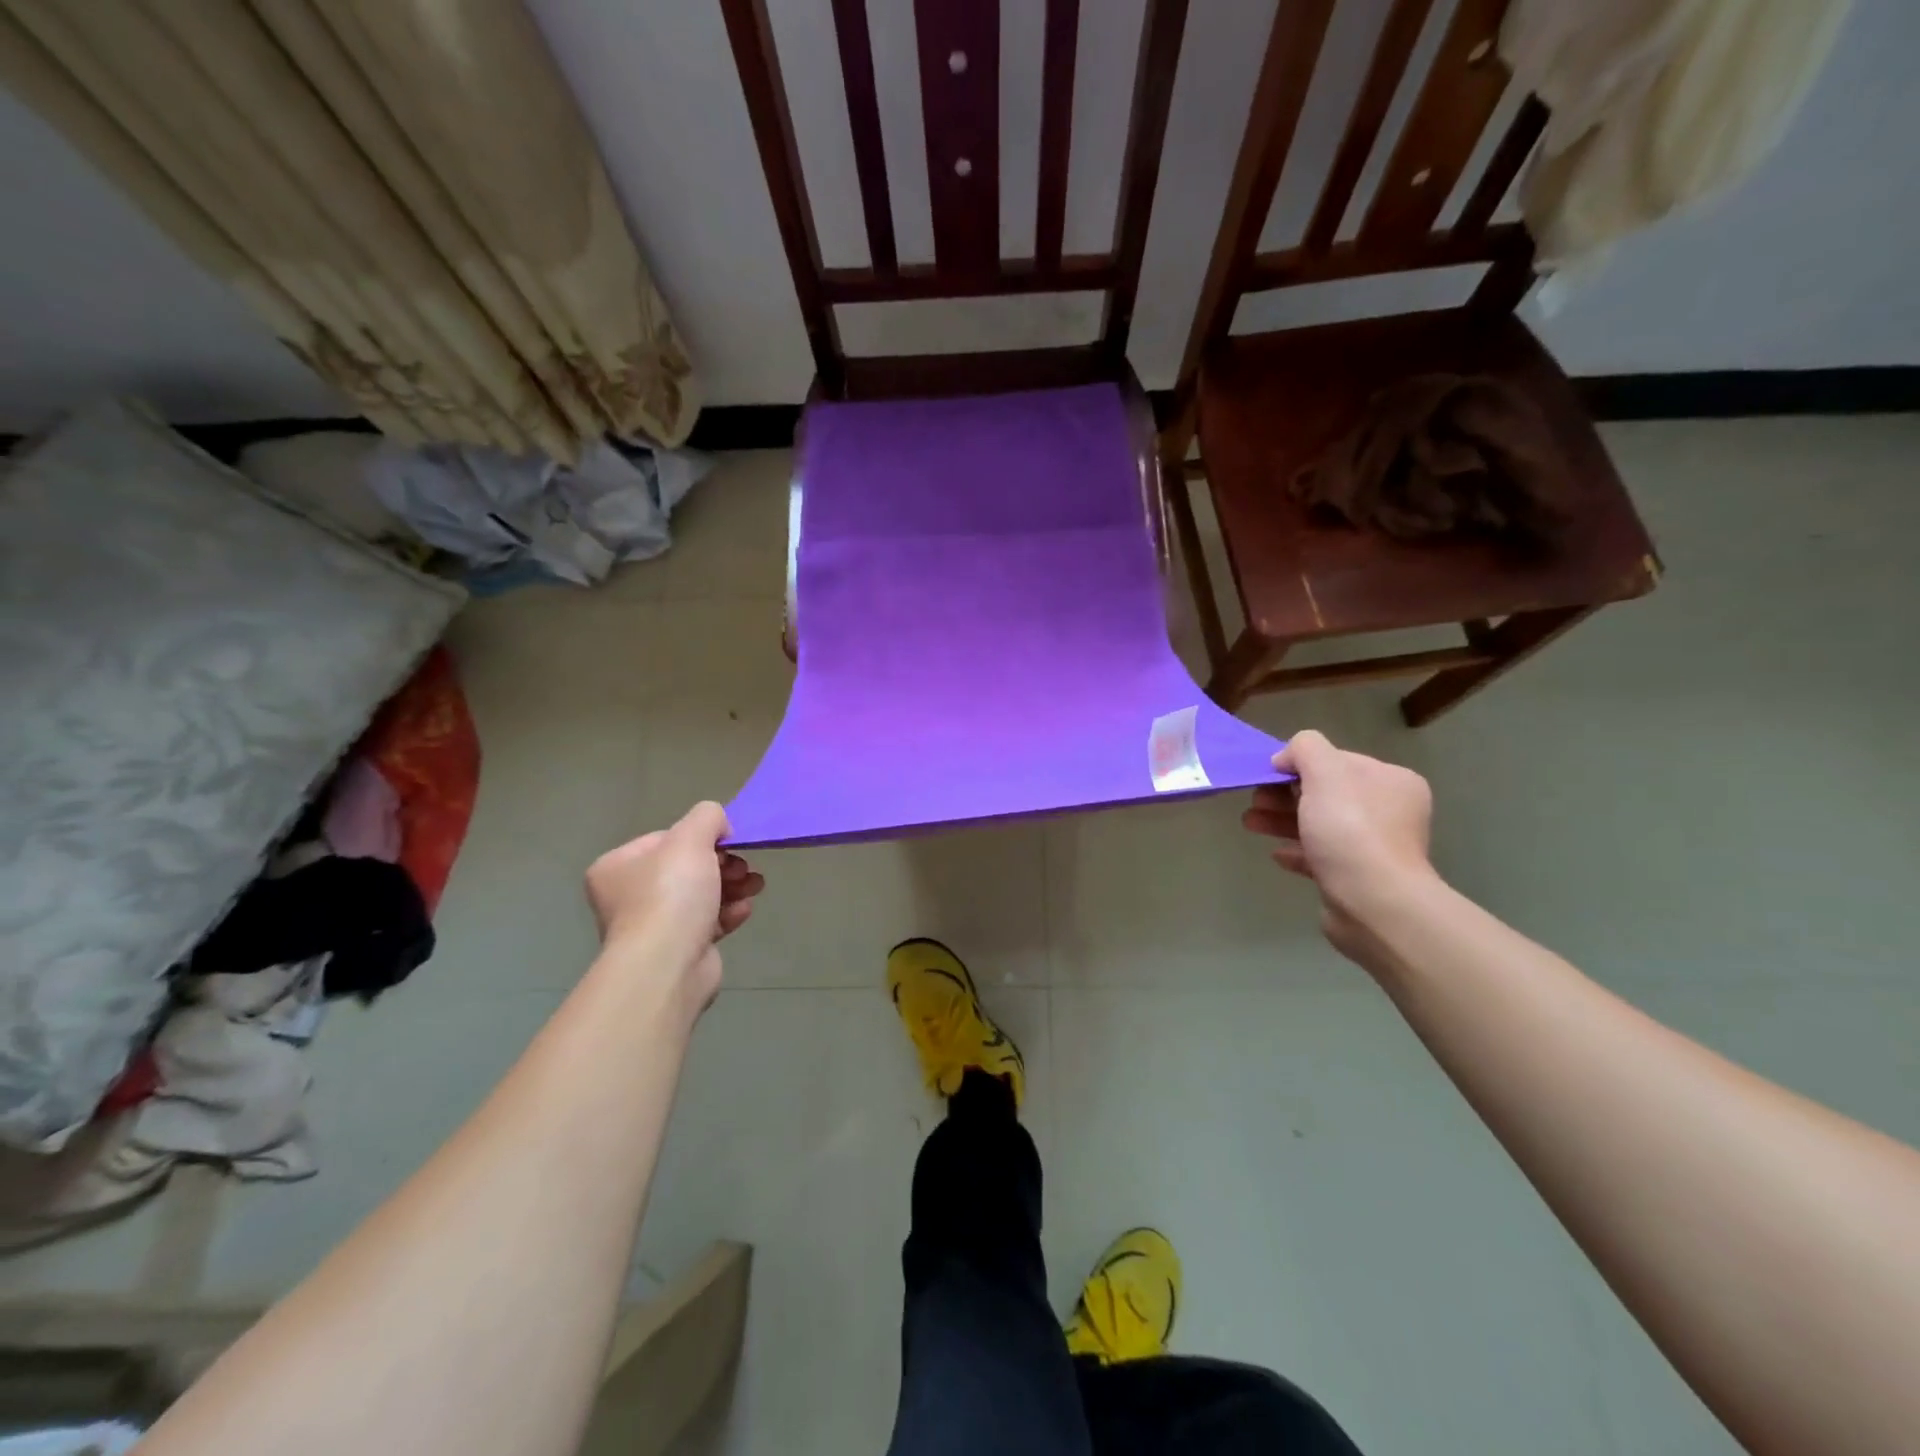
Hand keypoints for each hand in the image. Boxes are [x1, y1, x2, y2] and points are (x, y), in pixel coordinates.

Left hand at [584, 802, 764, 1015]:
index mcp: (618, 867)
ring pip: (701, 895)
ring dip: (732, 886)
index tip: (728, 843)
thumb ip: (707, 817)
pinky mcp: (677, 951)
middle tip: (743, 868)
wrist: (667, 967)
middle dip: (723, 864)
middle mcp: (628, 896)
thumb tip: (719, 826)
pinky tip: (744, 911)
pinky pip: (707, 923)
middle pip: (686, 868)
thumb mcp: (691, 838)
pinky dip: (728, 913)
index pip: (666, 839)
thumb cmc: (671, 896)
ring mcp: (652, 927)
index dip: (701, 838)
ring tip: (755, 886)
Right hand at [1242, 730, 1436, 961]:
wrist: (1373, 902)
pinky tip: (1277, 854)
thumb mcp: (1324, 772)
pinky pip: (1321, 857)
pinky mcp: (1357, 878)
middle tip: (1255, 800)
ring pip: (1319, 825)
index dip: (1299, 764)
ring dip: (1282, 820)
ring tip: (1251, 824)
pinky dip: (1297, 851)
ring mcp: (1375, 847)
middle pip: (1325, 793)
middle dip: (1284, 794)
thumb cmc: (1350, 829)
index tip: (1267, 774)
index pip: (1337, 760)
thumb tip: (1287, 757)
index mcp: (1390, 781)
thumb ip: (1305, 749)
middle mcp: (1389, 811)